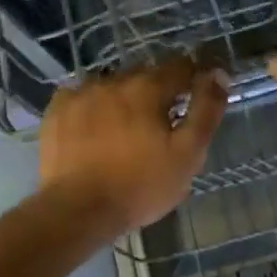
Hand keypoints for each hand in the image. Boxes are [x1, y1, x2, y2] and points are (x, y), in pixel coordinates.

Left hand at [39, 59, 227, 234]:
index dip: (195, 76)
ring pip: (113, 85)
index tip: (200, 93)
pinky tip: (96, 127)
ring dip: (125, 97)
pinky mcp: (57, 111)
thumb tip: (219, 75)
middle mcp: (114, 80)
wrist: (78, 210)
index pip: (181, 66)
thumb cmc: (141, 185)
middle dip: (159, 91)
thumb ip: (207, 110)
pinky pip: (83, 97)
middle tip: (164, 121)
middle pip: (146, 74)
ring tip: (128, 126)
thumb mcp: (188, 153)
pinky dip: (95, 106)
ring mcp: (81, 93)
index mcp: (148, 88)